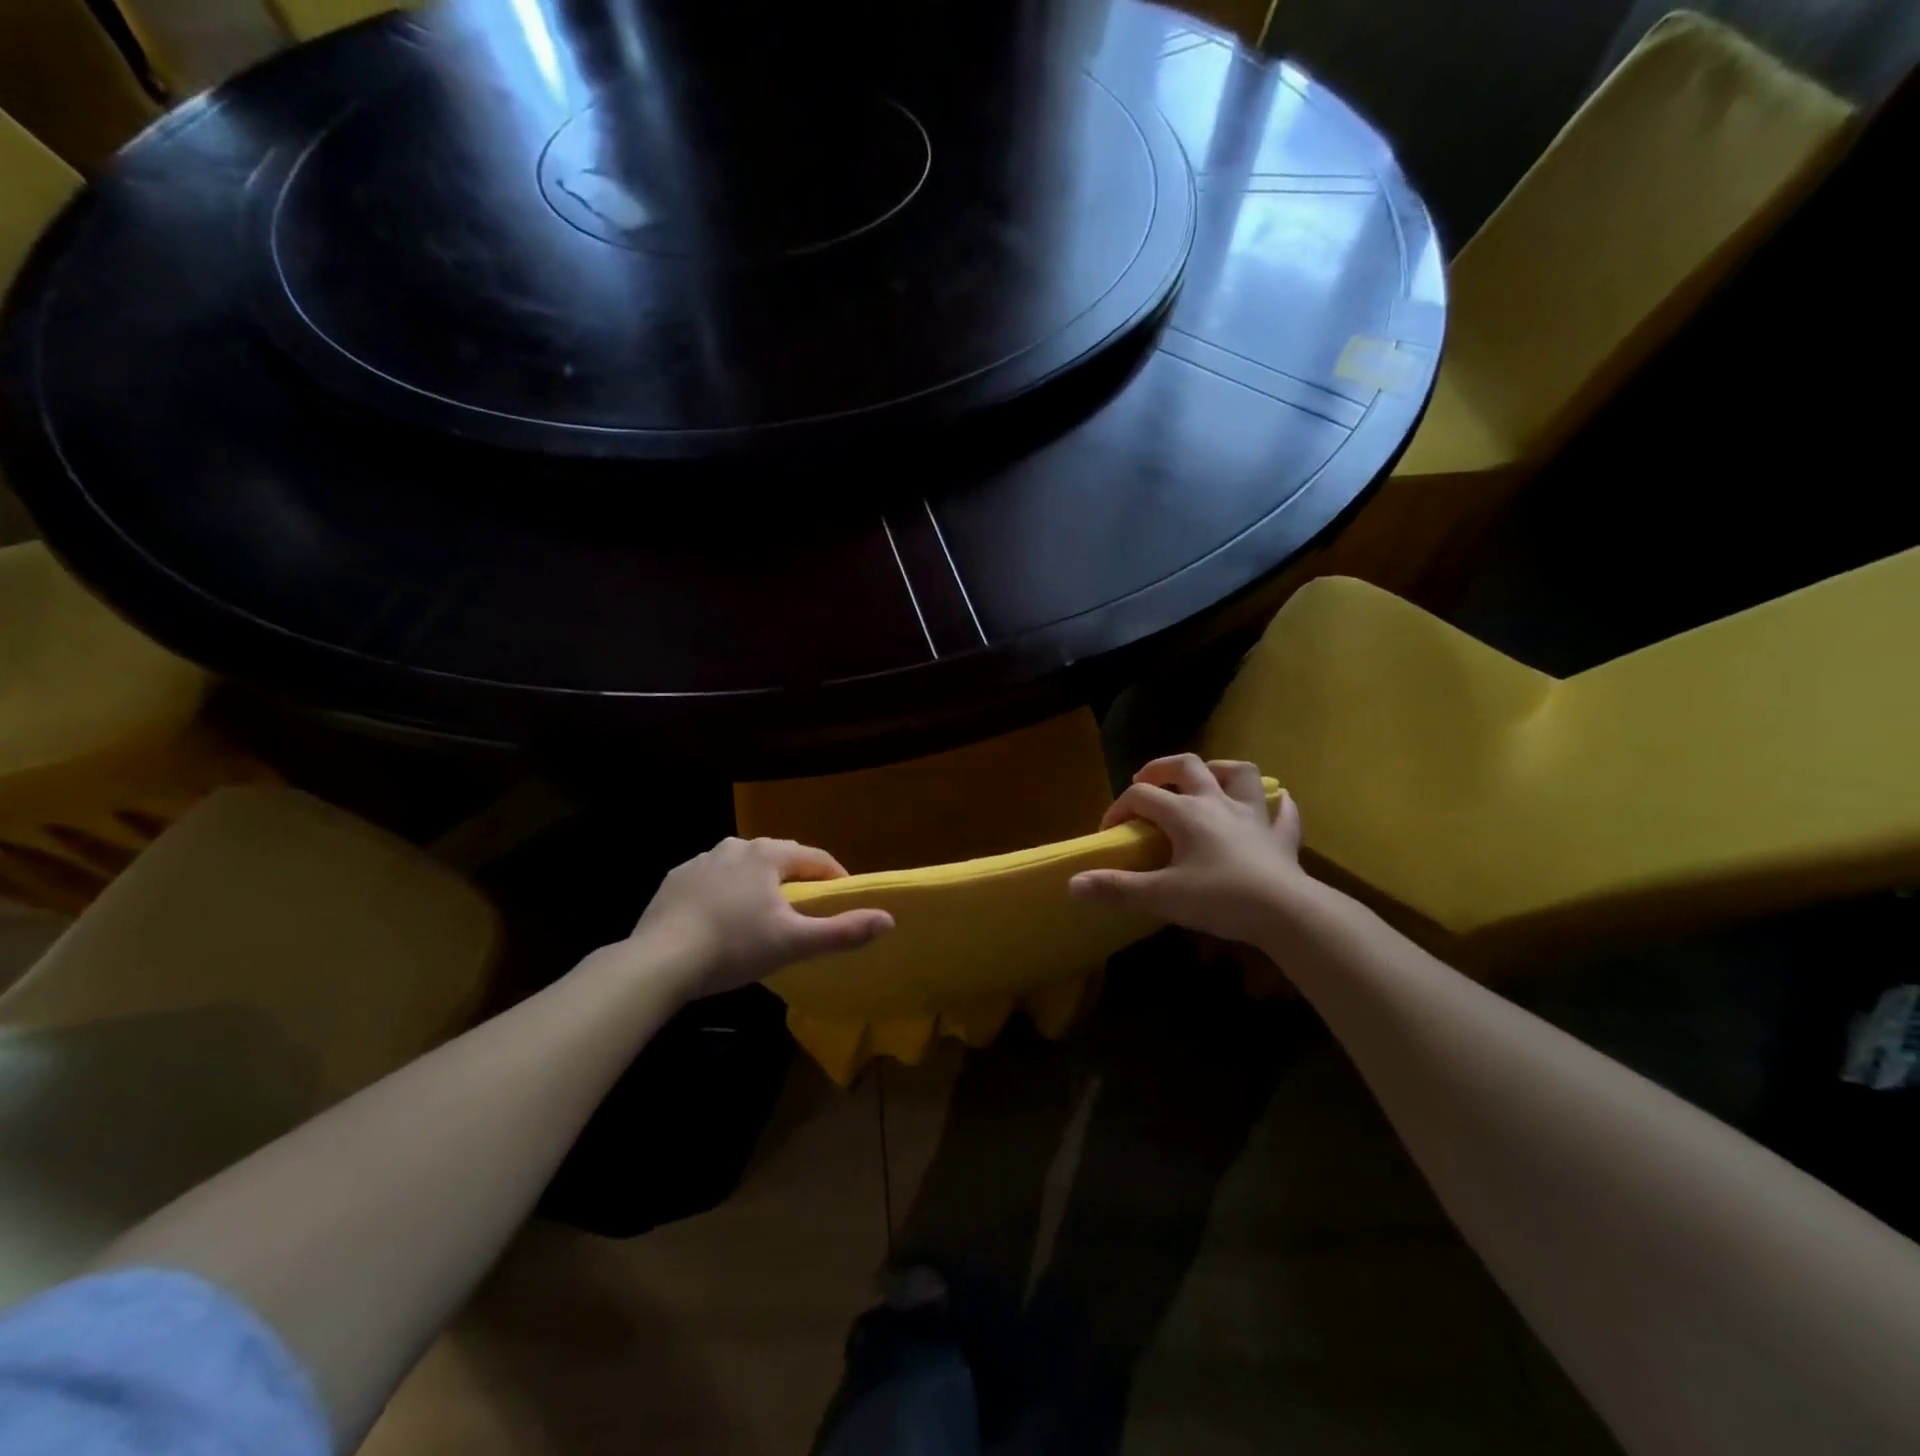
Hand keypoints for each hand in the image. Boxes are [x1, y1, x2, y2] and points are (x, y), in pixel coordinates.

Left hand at [624, 837, 893, 998]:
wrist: (658, 961)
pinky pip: (713, 880)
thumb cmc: (734, 946)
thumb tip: (889, 919)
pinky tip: (722, 920)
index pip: (815, 858)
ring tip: (763, 917)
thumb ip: (843, 931)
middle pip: (780, 858)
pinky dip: (726, 893)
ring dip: (760, 885)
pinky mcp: (676, 879)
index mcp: (768, 854)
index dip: (835, 878)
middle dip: (797, 880)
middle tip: (804, 912)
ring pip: (745, 867)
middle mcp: (736, 846)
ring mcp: (702, 860)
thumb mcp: (794, 943)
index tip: (844, 900)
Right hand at [1069, 754, 1311, 945]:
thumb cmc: (1220, 898)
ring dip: (1221, 770)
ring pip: (1240, 775)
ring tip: (1207, 780)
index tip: (1109, 832)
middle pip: (1188, 766)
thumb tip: (1073, 883)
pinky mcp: (1282, 837)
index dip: (1119, 808)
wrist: (1286, 913)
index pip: (1142, 796)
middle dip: (1163, 768)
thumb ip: (1117, 888)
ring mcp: (1254, 816)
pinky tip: (1274, 806)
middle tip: (1147, 781)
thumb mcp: (1162, 896)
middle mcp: (1218, 803)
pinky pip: (1283, 812)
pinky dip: (1277, 805)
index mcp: (1186, 814)